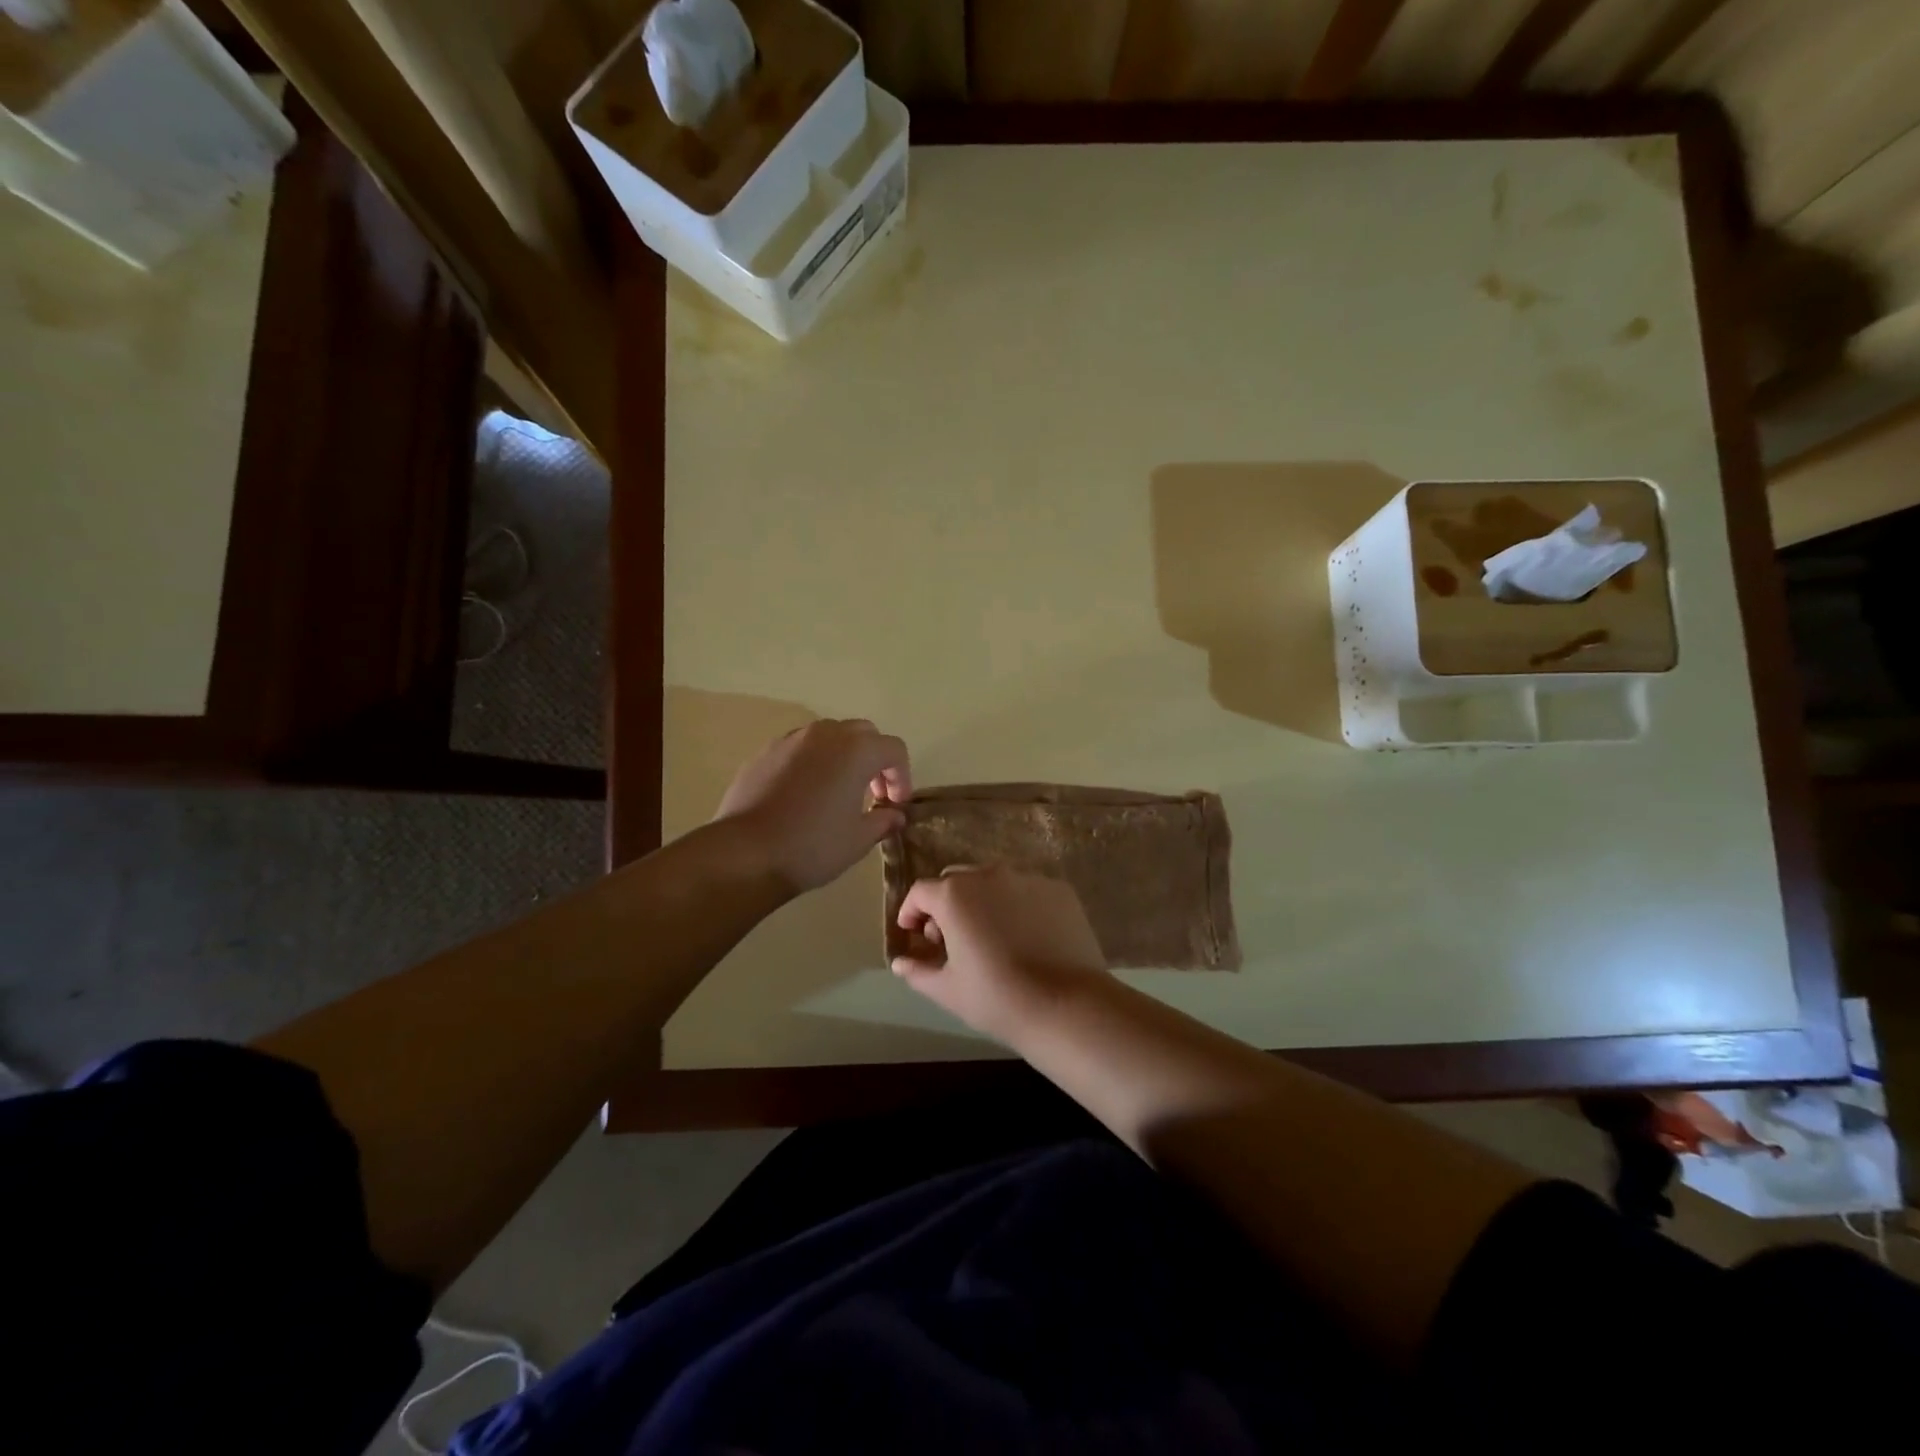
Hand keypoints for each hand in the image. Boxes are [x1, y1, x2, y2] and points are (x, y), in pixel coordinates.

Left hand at [714, 719, 911, 893]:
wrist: (745, 853)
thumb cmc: (812, 846)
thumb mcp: (858, 840)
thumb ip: (883, 821)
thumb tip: (894, 815)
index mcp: (856, 750)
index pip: (894, 749)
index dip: (902, 776)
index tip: (895, 805)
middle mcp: (825, 734)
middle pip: (863, 733)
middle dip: (875, 759)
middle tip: (873, 793)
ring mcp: (791, 740)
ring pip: (829, 735)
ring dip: (843, 756)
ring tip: (838, 791)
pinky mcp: (765, 752)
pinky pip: (800, 748)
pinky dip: (813, 761)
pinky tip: (805, 794)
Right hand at [891, 867, 1108, 1042]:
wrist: (1066, 1005)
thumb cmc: (996, 998)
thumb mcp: (947, 989)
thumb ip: (918, 970)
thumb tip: (899, 962)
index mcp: (955, 895)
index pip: (921, 892)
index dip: (911, 912)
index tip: (914, 935)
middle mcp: (989, 874)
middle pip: (956, 881)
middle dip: (945, 905)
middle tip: (949, 939)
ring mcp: (1027, 878)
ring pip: (993, 882)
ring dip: (981, 902)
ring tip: (989, 936)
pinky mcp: (1059, 889)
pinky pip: (1026, 890)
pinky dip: (1016, 905)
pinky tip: (1024, 936)